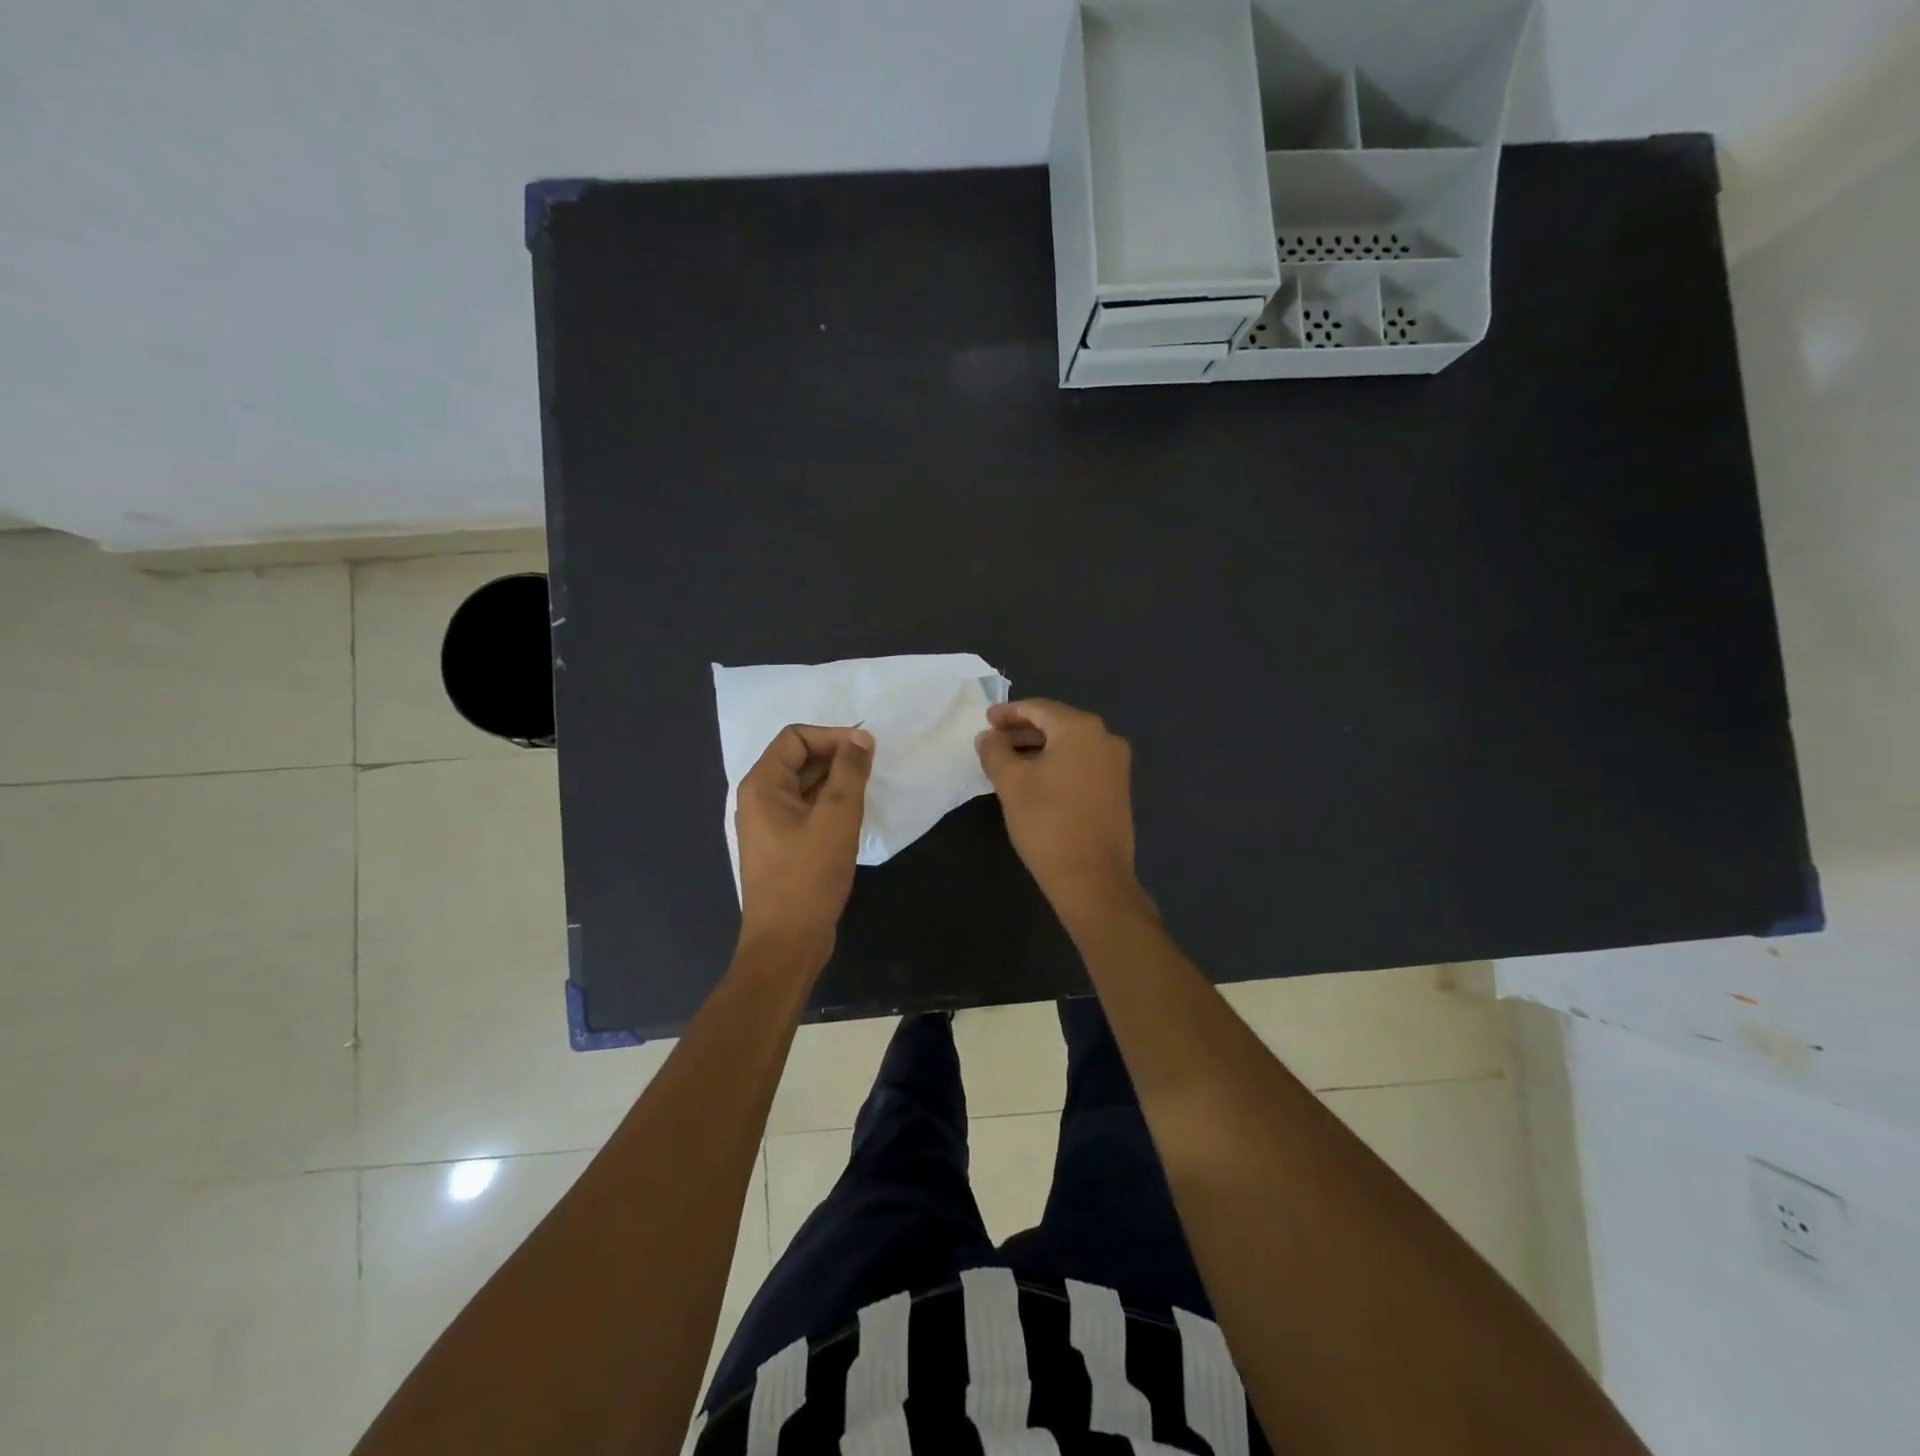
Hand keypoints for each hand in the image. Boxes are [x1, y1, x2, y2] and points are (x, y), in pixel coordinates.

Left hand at [735, 724, 874, 956]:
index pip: (795, 737)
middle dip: (837, 757)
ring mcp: (770, 825)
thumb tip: (861, 737)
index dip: (832, 736)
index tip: (867, 749)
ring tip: (869, 790)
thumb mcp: (836, 818)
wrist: (787, 942)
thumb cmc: (808, 876)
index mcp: (762, 785)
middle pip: (799, 759)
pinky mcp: (783, 846)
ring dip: (836, 781)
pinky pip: (807, 810)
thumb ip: (850, 772)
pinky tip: (855, 815)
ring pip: (806, 786)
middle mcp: (760, 799)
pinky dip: (830, 804)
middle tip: (874, 768)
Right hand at [975, 699, 1144, 919]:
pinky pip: (1081, 763)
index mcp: (1081, 729)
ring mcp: (1116, 765)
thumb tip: (988, 736)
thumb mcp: (1011, 783)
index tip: (986, 720)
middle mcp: (1105, 738)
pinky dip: (1056, 764)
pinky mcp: (1117, 789)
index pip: (1038, 708)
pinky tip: (1035, 779)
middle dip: (1022, 730)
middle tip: (993, 740)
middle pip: (1056, 724)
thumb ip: (995, 751)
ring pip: (1070, 745)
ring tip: (1008, 761)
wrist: (1093, 877)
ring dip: (1038, 748)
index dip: (1008, 712)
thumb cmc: (1047, 822)